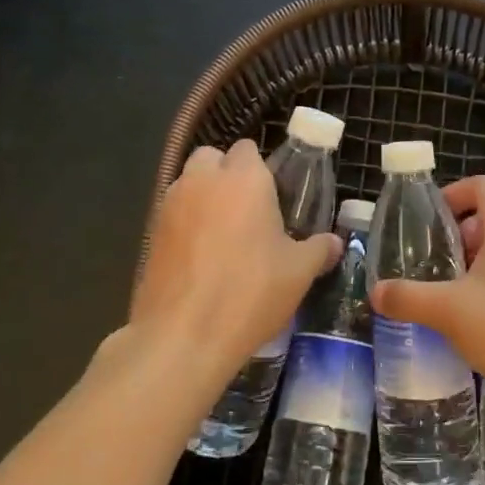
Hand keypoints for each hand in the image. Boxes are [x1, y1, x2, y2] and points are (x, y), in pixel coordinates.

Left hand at [131, 141, 340, 392]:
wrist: (183, 335)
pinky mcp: (150, 233)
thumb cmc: (250, 292)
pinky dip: (185, 225)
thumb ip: (318, 249)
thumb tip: (334, 243)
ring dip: (204, 198)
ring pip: (188, 184)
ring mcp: (170, 205)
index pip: (248, 148)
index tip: (274, 198)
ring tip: (224, 237)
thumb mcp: (299, 272)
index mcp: (244, 178)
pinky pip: (173, 214)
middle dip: (226, 175)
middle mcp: (203, 181)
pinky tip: (201, 260)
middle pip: (212, 158)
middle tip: (248, 213)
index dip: (261, 169)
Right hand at [371, 175, 484, 404]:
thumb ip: (408, 297)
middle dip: (463, 229)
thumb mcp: (447, 311)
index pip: (482, 185)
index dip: (454, 193)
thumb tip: (376, 292)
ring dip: (481, 253)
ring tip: (455, 285)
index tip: (431, 218)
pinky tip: (483, 309)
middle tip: (438, 256)